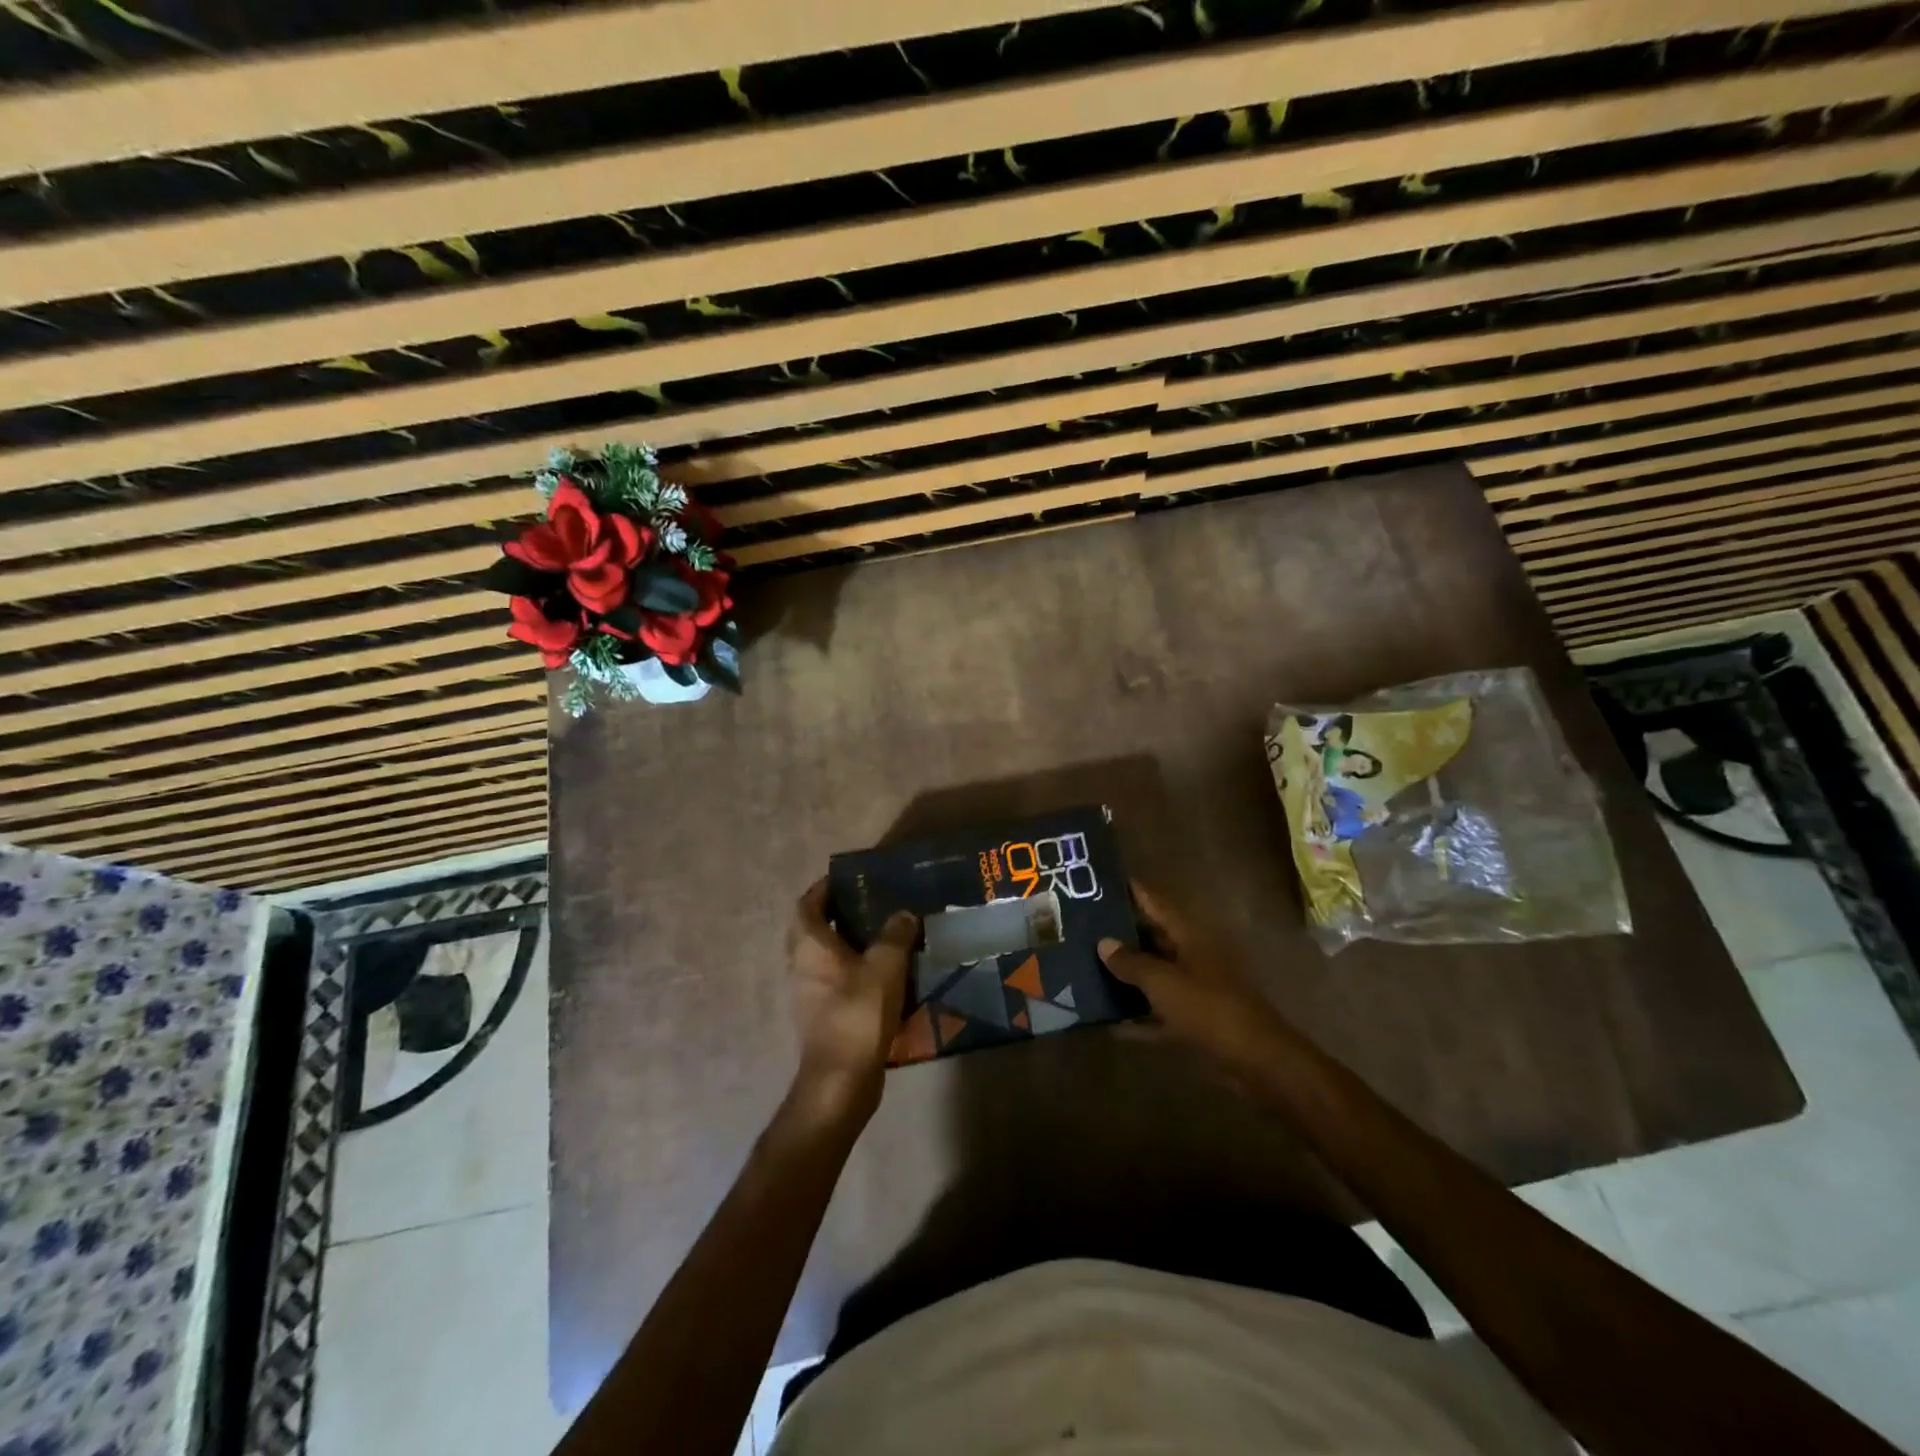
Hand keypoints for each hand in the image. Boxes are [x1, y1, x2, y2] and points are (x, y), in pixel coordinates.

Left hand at [786, 879, 917, 1123]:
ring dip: (843, 945)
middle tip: (866, 906)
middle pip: (810, 930)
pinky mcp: (820, 1017)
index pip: (806, 904)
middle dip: (833, 915)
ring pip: (821, 958)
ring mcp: (806, 994)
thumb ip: (895, 934)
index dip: (822, 889)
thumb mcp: (886, 965)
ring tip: (878, 937)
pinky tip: (879, 975)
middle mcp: (800, 965)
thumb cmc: (858, 1011)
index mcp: (809, 945)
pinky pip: (832, 982)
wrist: (842, 1079)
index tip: (845, 880)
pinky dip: (849, 972)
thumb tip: (904, 914)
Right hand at [1098, 881, 1293, 1081]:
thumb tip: (1103, 943)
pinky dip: (1139, 1017)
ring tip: (1087, 968)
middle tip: (1081, 928)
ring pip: (1155, 974)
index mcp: (1189, 935)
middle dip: (1120, 934)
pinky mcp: (1196, 1019)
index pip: (1155, 902)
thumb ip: (1131, 962)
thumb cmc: (1209, 1008)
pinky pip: (1160, 1011)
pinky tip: (1111, 1025)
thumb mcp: (1163, 982)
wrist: (1257, 1060)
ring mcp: (1196, 987)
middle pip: (1153, 937)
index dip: (1130, 890)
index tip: (1099, 881)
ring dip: (1127, 975)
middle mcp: (1193, 955)